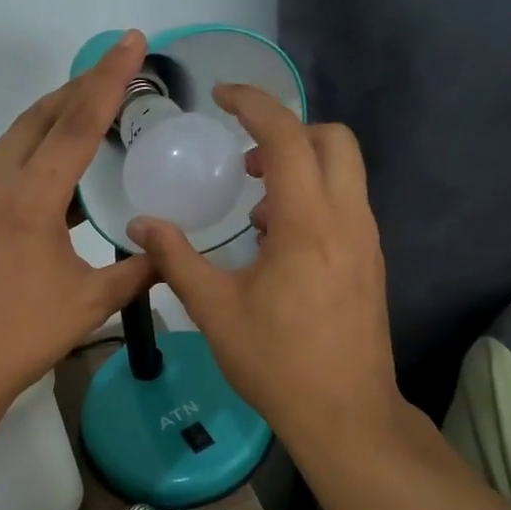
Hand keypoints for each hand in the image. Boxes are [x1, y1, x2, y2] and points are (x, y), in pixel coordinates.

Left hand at [0, 31, 156, 411]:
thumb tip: (169, 252)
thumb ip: (136, 272)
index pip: (77, 124)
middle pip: (39, 118)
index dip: (109, 80)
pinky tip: (55, 174)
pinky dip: (32, 153)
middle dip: (78, 88)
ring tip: (88, 112)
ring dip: (51, 119)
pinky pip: (2, 168)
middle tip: (114, 70)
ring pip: (16, 140)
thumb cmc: (21, 336)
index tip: (130, 41)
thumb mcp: (89, 303)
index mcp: (30, 198)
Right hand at [127, 84, 400, 450]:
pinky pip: (346, 205)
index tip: (221, 95)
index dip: (254, 104)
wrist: (345, 414)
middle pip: (333, 140)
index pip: (288, 137)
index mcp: (309, 224)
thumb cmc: (276, 362)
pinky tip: (277, 242)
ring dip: (300, 167)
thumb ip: (176, 259)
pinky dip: (313, 198)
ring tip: (255, 207)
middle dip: (288, 131)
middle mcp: (348, 220)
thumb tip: (140, 225)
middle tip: (244, 159)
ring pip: (344, 172)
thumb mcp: (213, 310)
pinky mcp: (371, 262)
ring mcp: (367, 241)